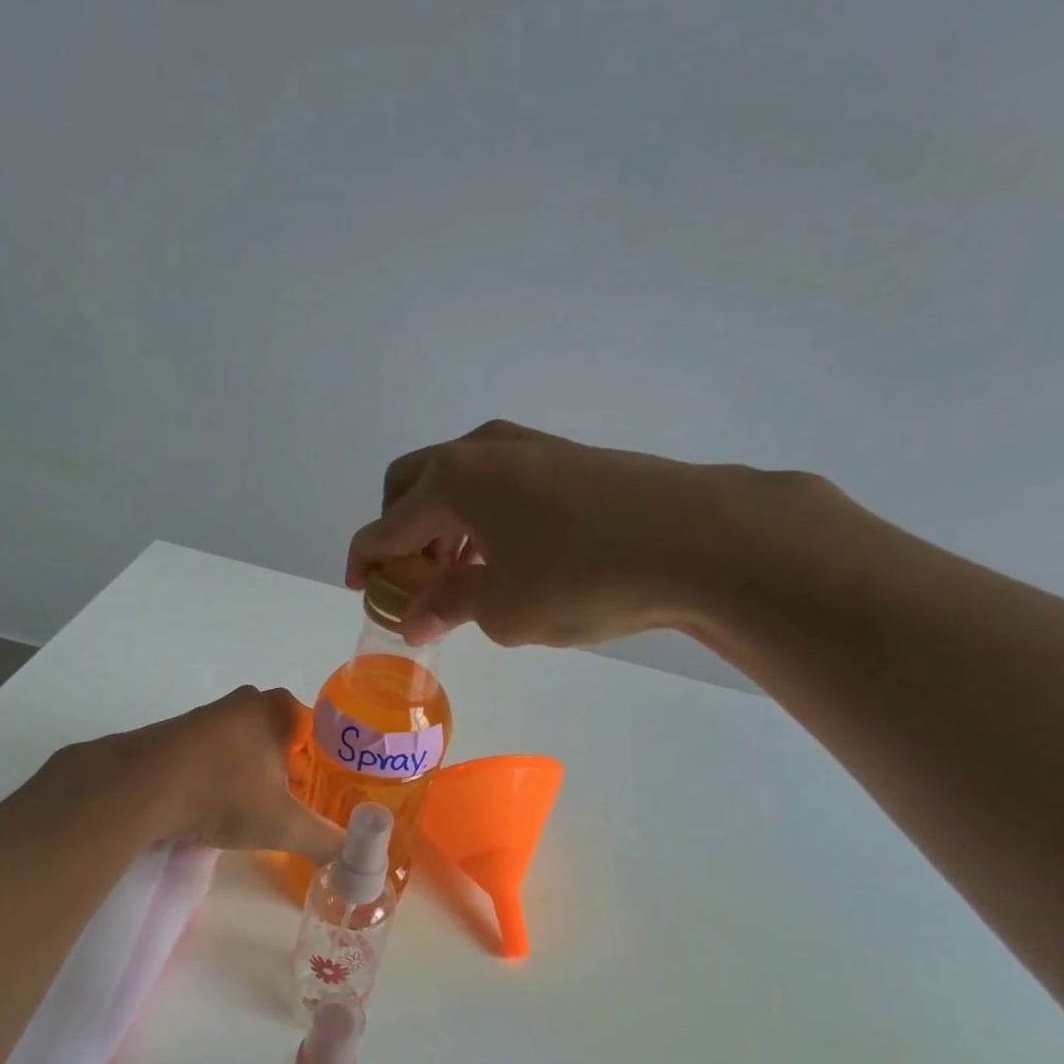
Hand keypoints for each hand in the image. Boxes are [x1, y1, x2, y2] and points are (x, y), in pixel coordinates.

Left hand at [39, 687, 344, 861]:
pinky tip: (222, 806)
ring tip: (262, 812)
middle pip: (287, 740)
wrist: (139, 788)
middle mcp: (247, 701)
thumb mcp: (283, 825)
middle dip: (295, 773)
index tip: (331, 796)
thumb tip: (357, 864)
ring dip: (258, 775)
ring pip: (250, 746)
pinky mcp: (179, 733)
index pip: (322, 734)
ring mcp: (210, 714)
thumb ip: (325, 841)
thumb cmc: (223, 794)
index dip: (330, 767)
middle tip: (302, 808)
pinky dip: (226, 776)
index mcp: (279, 709)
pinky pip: (218, 754)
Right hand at [346, 420, 827, 647]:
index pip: (384, 525)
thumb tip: (413, 617)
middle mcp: (481, 450)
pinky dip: (483, 515)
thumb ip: (448, 606)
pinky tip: (508, 555)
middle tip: (413, 579)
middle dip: (400, 531)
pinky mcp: (567, 456)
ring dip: (443, 523)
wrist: (701, 539)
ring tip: (461, 575)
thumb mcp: (504, 609)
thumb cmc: (583, 578)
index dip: (364, 561)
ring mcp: (528, 446)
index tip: (362, 590)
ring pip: (458, 480)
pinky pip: (499, 482)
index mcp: (451, 482)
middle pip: (411, 484)